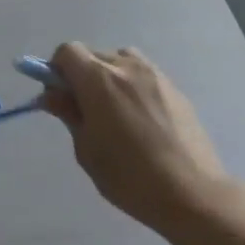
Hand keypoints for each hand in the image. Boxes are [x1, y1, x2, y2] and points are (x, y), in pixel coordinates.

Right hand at [43, 43, 234, 231]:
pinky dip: (133, 87)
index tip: (59, 98)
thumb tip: (53, 95)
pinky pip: (145, 76)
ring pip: (122, 61)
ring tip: (114, 112)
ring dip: (109, 76)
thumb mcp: (86, 149)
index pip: (67, 52)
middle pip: (94, 54)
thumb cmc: (128, 176)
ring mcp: (156, 76)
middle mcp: (127, 67)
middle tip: (84, 111)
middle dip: (81, 75)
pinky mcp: (176, 90)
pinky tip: (141, 122)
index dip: (56, 71)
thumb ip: (69, 114)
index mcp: (99, 80)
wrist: (191, 192)